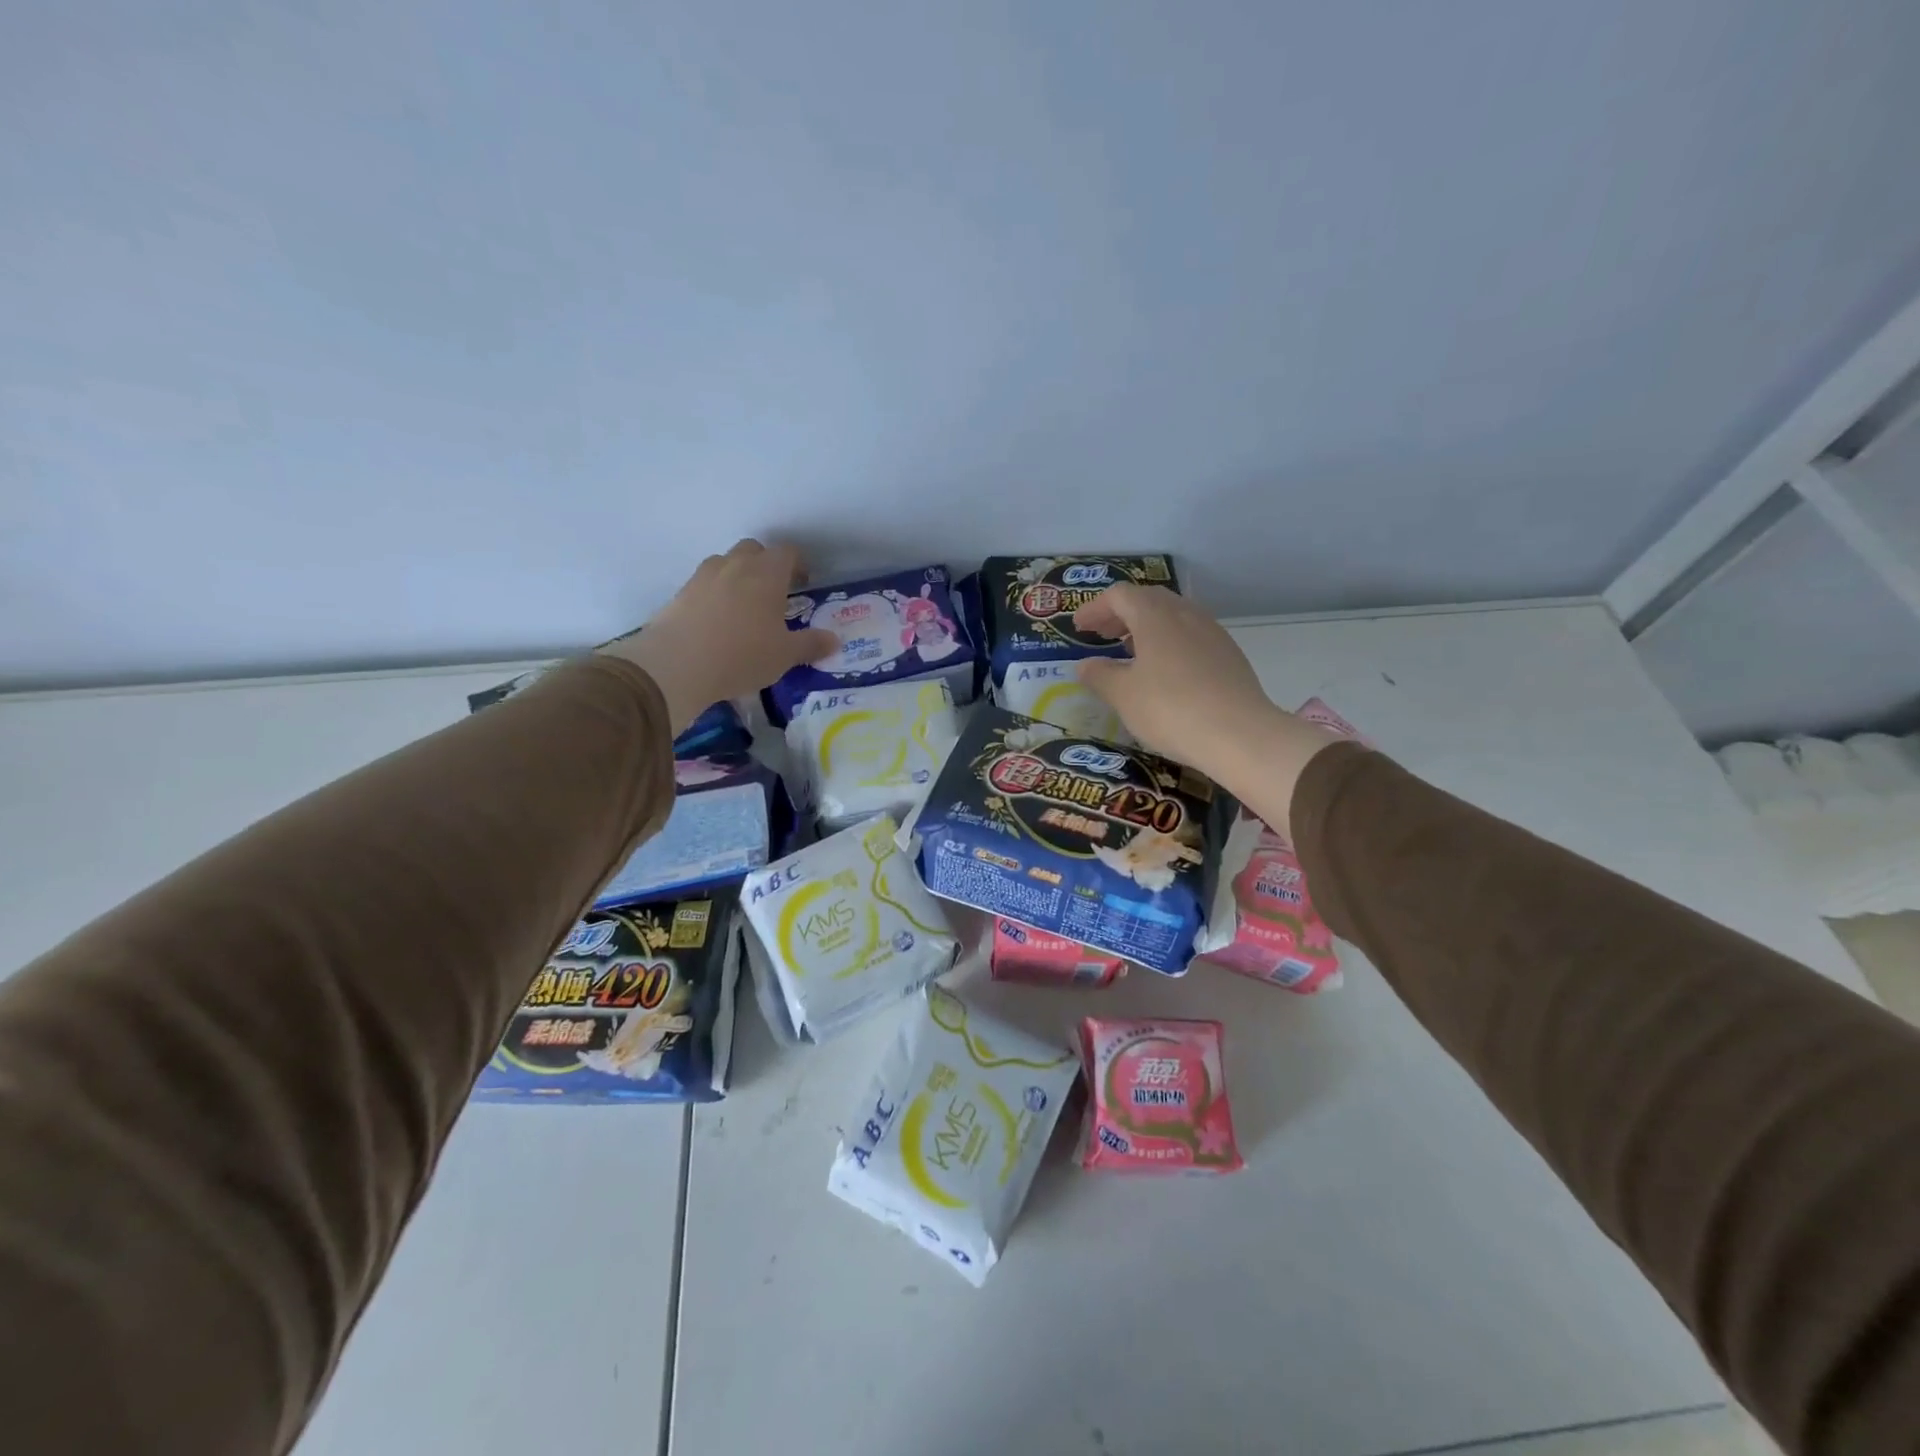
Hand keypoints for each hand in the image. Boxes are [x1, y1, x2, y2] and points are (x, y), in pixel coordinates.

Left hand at [599, 540, 836, 733]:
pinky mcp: (681, 592)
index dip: (798, 564)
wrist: (678, 664)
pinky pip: (704, 583)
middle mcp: (735, 565)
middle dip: (765, 564)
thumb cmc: (743, 655)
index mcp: (767, 573)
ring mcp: (704, 576)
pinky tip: (717, 621)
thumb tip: (834, 640)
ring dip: (738, 575)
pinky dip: (715, 593)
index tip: (803, 583)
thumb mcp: (785, 655)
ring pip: (725, 562)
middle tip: (773, 592)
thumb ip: (811, 644)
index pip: (787, 552)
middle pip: (753, 549)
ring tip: (744, 605)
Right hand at [1072, 584, 1339, 836]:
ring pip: (1172, 616)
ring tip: (1131, 652)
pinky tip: (1164, 671)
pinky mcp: (1228, 654)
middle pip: (1148, 599)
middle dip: (1121, 614)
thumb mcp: (1123, 696)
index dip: (1095, 609)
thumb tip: (1085, 665)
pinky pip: (1190, 635)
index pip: (1119, 595)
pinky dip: (1168, 642)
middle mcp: (1185, 614)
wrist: (1240, 734)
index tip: (1079, 629)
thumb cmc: (1171, 709)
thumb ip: (1100, 676)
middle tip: (1102, 635)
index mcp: (1155, 616)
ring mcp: (1212, 632)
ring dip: (1146, 628)